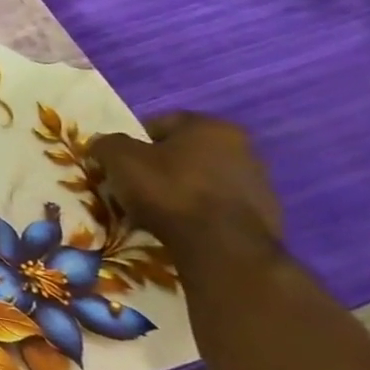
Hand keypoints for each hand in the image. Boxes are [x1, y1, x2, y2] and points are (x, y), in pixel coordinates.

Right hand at [89, 112, 283, 254]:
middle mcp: (243, 148)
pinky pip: (217, 205)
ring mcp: (259, 183)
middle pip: (184, 152)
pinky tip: (179, 225)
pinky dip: (198, 211)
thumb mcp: (119, 159)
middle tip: (133, 184)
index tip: (117, 161)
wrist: (221, 245)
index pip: (161, 123)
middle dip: (158, 165)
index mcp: (211, 127)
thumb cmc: (168, 190)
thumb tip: (104, 144)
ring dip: (179, 189)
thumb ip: (107, 143)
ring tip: (154, 209)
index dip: (133, 141)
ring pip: (202, 179)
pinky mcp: (264, 215)